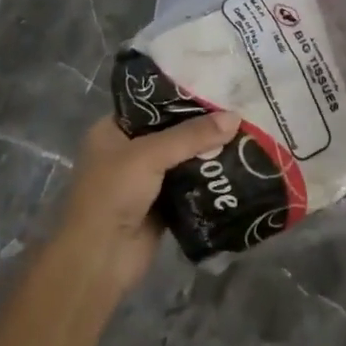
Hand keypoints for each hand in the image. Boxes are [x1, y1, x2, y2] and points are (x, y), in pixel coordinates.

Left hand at [58, 112, 239, 293]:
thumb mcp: (149, 155)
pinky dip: (209, 178)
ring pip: (183, 158)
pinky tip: (238, 165)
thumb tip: (235, 117)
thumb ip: (191, 135)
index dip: (181, 95)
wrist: (100, 259)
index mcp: (112, 131)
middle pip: (171, 131)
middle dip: (201, 124)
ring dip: (208, 151)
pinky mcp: (162, 205)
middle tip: (238, 108)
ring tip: (245, 132)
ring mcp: (145, 180)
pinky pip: (190, 184)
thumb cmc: (112, 195)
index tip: (216, 86)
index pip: (150, 103)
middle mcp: (127, 151)